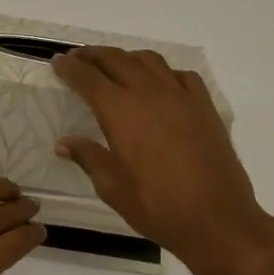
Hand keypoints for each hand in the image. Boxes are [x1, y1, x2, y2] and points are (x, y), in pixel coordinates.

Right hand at [52, 47, 273, 274]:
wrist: (217, 219)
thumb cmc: (156, 206)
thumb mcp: (112, 187)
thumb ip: (88, 157)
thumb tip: (64, 143)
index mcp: (121, 111)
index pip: (88, 78)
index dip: (70, 68)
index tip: (57, 62)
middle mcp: (150, 93)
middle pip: (117, 60)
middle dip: (93, 55)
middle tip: (78, 57)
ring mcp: (181, 96)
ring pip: (149, 60)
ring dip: (126, 57)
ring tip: (115, 65)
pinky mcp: (204, 107)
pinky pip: (181, 75)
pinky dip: (163, 72)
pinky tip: (159, 84)